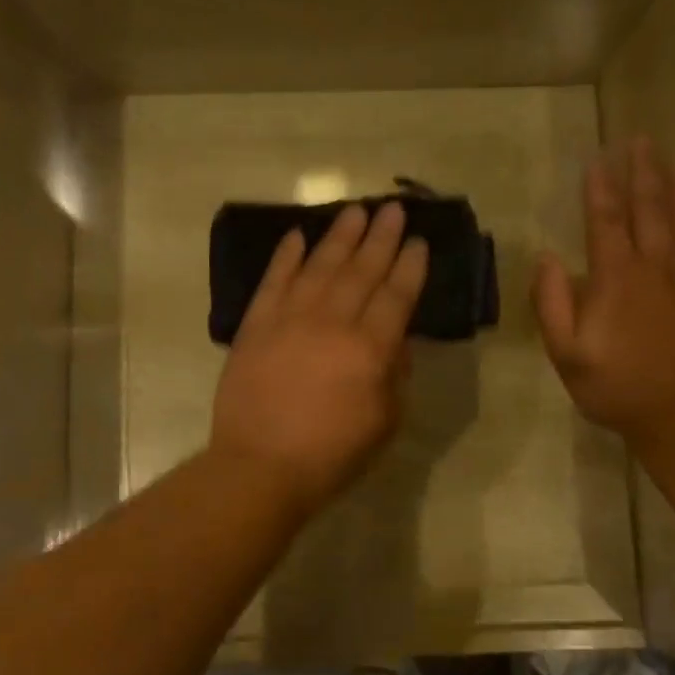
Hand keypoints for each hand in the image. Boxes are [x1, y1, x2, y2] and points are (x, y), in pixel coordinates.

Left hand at [211, 202, 429, 517]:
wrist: (260, 466)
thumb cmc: (331, 455)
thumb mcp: (384, 423)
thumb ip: (395, 376)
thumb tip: (396, 341)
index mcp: (370, 349)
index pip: (397, 295)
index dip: (410, 266)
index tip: (418, 241)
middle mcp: (333, 322)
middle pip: (362, 270)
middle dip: (381, 237)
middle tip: (392, 208)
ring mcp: (290, 319)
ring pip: (320, 266)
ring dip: (339, 236)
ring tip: (355, 210)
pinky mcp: (256, 325)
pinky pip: (274, 281)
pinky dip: (286, 256)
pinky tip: (297, 235)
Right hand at [533, 138, 674, 446]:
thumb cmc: (619, 388)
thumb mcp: (567, 354)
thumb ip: (552, 304)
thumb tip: (547, 258)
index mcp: (616, 277)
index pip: (605, 220)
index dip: (598, 188)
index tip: (596, 159)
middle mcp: (659, 265)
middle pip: (651, 208)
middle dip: (643, 171)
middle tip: (642, 140)